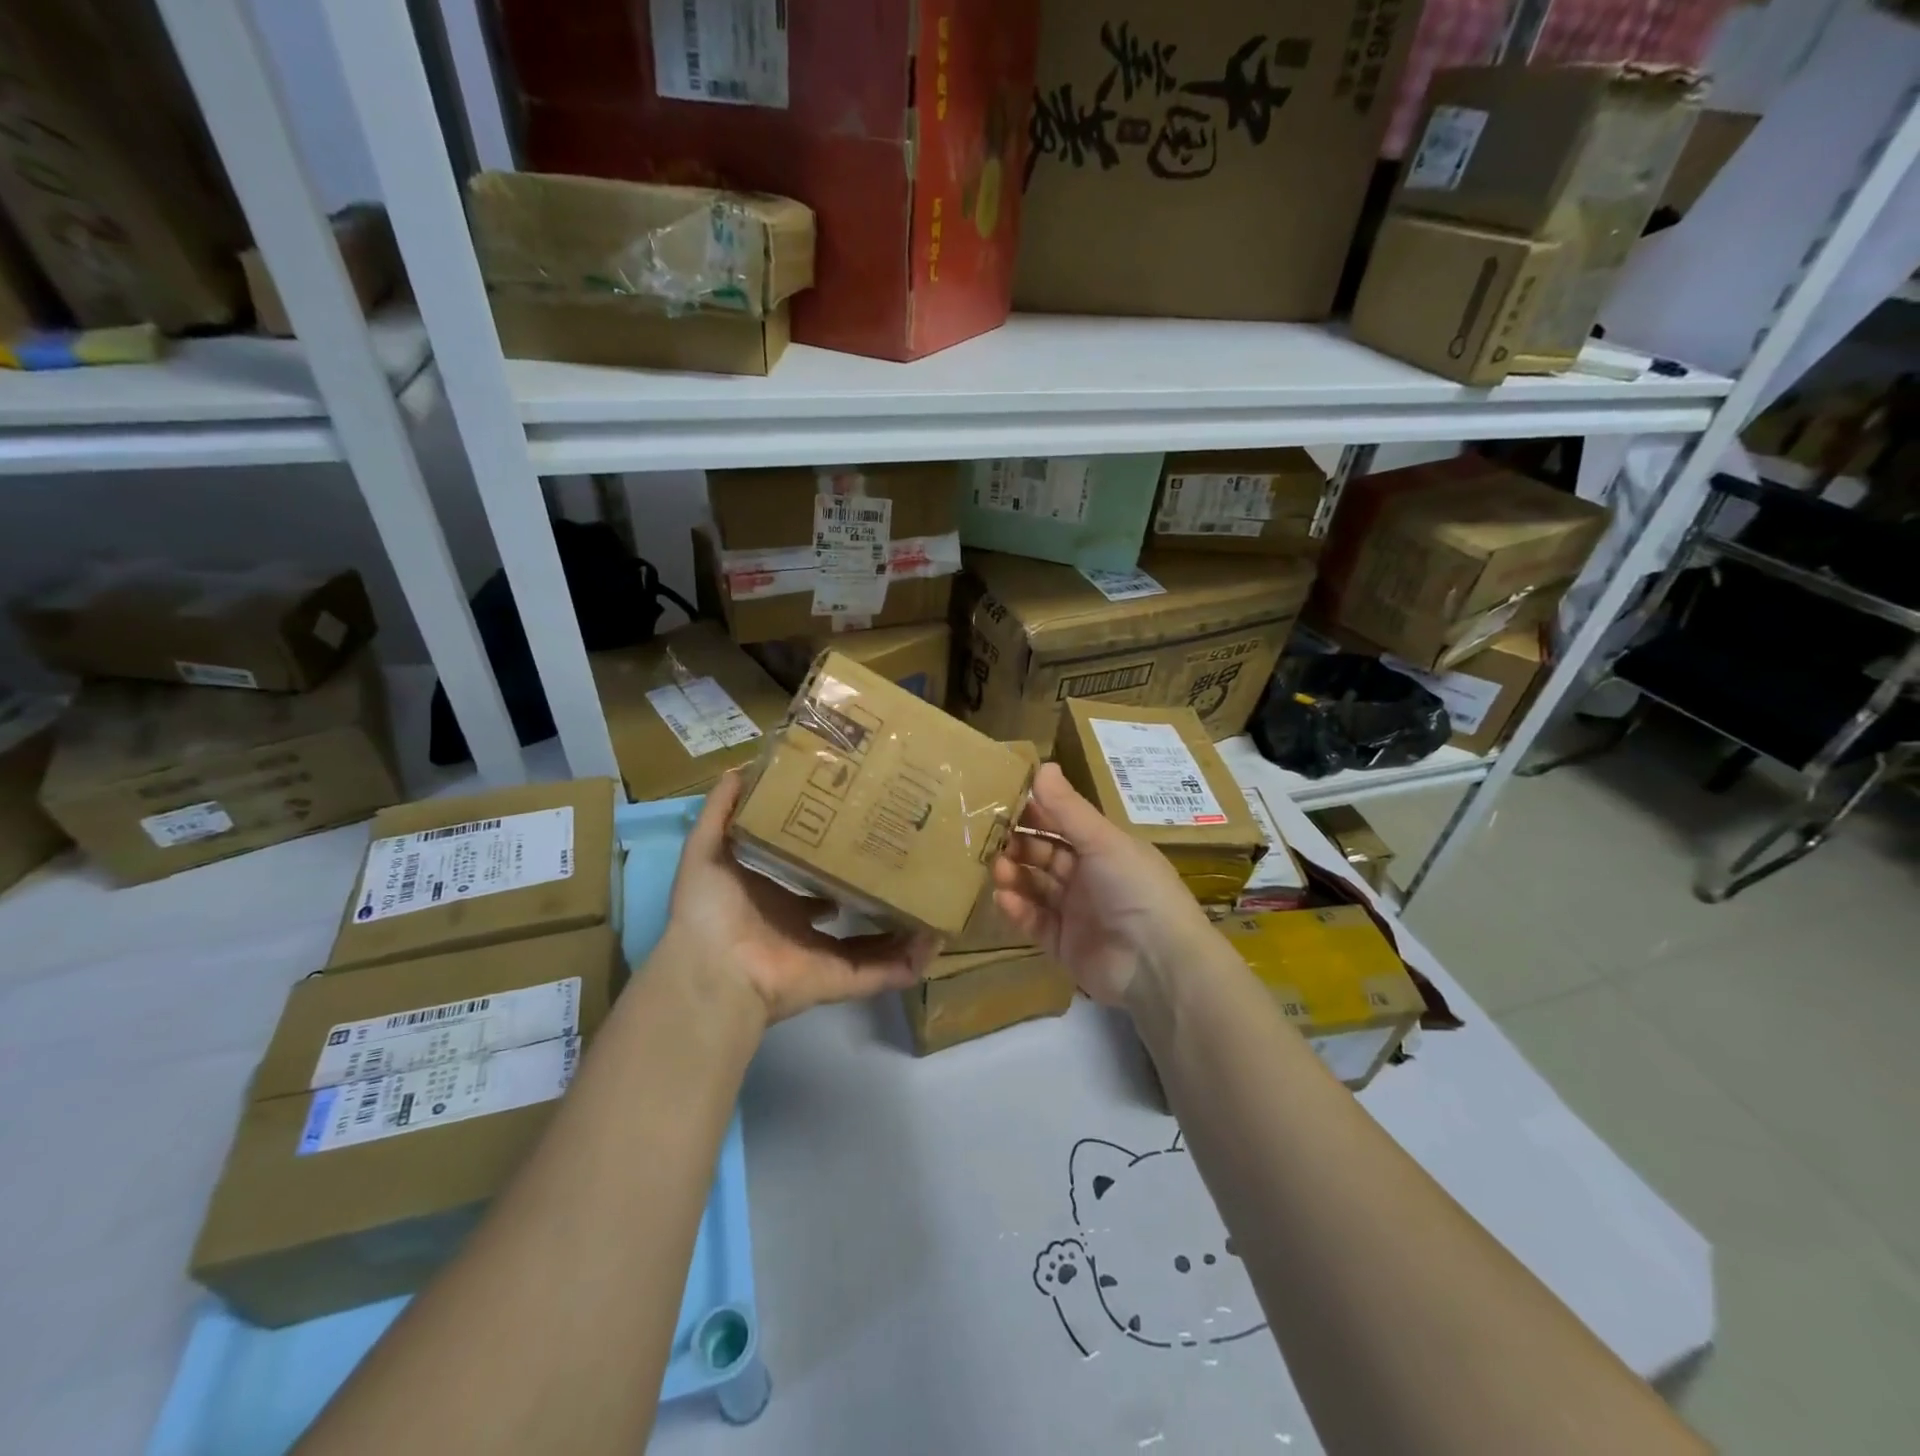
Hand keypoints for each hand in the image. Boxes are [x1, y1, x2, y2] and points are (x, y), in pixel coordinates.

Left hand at [663, 770, 934, 1025]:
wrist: (713, 969)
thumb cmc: (710, 909)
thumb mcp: (706, 849)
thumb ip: (720, 811)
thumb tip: (740, 767)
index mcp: (776, 902)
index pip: (811, 883)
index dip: (833, 864)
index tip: (859, 837)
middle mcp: (802, 929)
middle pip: (849, 909)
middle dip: (875, 891)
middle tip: (904, 862)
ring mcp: (825, 957)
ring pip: (875, 943)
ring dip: (904, 927)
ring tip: (933, 899)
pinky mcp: (842, 980)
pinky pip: (883, 973)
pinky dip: (911, 961)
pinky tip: (936, 938)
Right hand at [990, 763, 1213, 1009]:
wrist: (1157, 964)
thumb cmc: (1135, 888)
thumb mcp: (1102, 841)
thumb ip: (1068, 808)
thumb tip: (1042, 765)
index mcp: (1104, 848)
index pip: (1062, 824)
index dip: (1035, 813)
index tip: (1001, 800)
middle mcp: (1090, 877)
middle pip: (1045, 855)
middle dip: (1018, 845)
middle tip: (990, 838)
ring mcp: (1076, 912)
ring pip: (1036, 887)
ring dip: (1015, 875)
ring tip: (996, 868)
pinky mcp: (1064, 944)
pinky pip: (1035, 922)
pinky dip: (1019, 910)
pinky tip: (1004, 898)